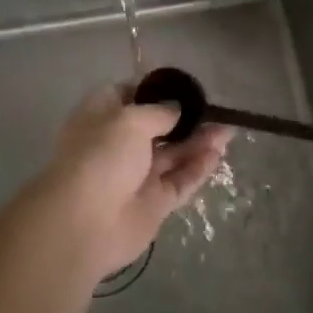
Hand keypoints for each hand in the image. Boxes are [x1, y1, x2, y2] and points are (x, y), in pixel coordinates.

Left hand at [33, 84, 231, 279]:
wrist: (84, 223)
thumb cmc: (101, 157)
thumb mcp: (131, 120)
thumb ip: (160, 112)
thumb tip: (177, 109)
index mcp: (101, 117)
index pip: (128, 95)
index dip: (154, 91)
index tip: (183, 88)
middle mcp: (118, 144)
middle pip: (157, 127)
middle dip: (185, 119)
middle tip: (216, 111)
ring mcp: (137, 175)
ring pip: (173, 154)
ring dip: (198, 142)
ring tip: (228, 131)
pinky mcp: (154, 203)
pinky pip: (180, 180)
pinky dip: (198, 167)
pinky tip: (218, 154)